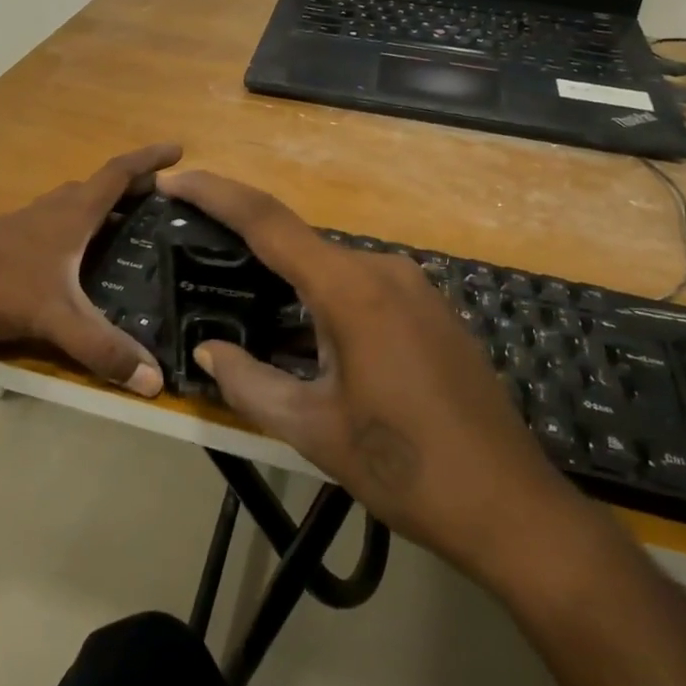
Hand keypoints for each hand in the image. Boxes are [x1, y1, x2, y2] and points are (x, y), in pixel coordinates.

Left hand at [0, 144, 182, 395]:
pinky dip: (73, 234)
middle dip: (130, 188)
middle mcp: (47, 213)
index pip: (117, 175)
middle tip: (159, 201)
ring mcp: (19, 228)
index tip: (178, 149)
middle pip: (96, 189)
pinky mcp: (0, 247)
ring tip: (123, 230)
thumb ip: (101, 347)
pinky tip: (72, 265)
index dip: (149, 160)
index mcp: (68, 215)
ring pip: (69, 209)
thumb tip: (155, 382)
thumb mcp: (51, 317)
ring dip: (99, 210)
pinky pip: (50, 230)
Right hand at [160, 170, 579, 573]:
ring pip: (333, 270)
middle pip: (300, 245)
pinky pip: (364, 290)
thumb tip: (207, 353)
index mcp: (351, 290)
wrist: (510, 507)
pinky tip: (307, 340)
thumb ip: (249, 383)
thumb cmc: (404, 468)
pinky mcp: (432, 311)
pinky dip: (325, 302)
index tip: (175, 178)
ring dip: (289, 284)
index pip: (268, 222)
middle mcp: (384, 271)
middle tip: (203, 261)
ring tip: (248, 309)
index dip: (216, 194)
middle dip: (249, 249)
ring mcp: (416, 289)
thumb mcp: (312, 429)